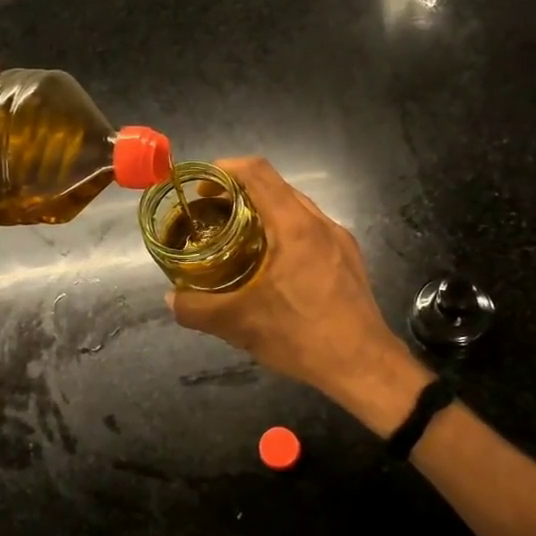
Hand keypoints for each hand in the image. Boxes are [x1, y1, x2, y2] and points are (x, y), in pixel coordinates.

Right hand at [168, 157, 429, 433]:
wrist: (365, 366)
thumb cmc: (302, 336)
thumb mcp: (239, 324)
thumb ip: (197, 309)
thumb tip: (170, 300)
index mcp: (294, 226)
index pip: (257, 172)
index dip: (225, 169)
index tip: (201, 186)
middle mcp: (320, 223)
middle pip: (275, 187)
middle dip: (240, 193)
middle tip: (212, 215)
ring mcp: (339, 240)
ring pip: (295, 208)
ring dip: (264, 213)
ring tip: (237, 239)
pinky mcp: (349, 258)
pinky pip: (310, 230)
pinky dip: (284, 232)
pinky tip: (271, 265)